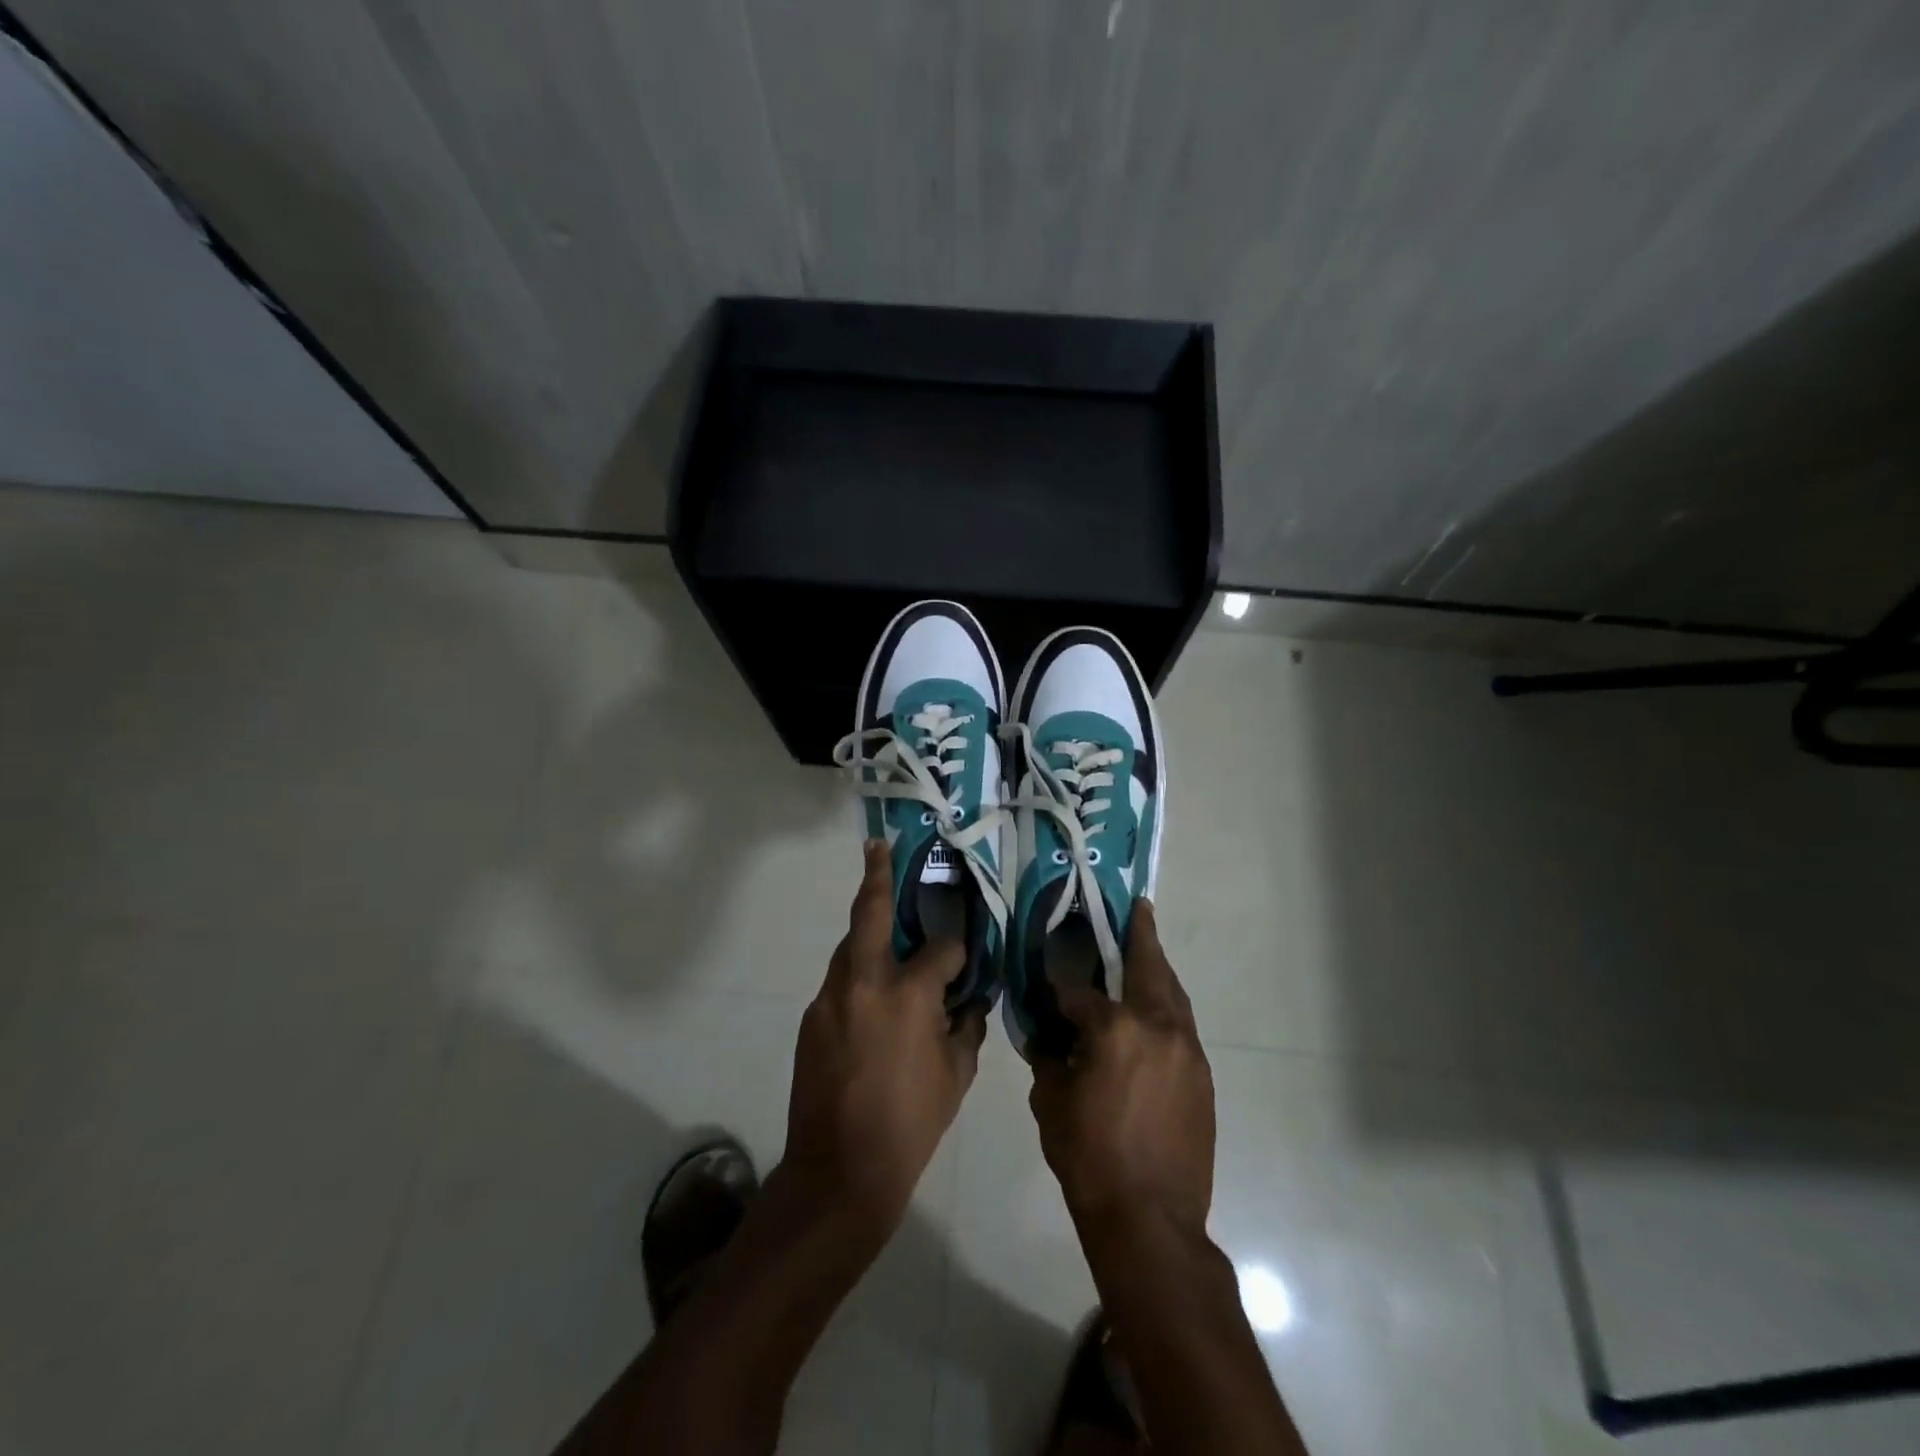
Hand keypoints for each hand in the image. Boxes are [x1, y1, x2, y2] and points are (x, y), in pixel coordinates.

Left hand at [783, 841, 987, 1231]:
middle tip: (878, 847)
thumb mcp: (957, 1075)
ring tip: (886, 926)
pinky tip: (873, 997)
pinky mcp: (811, 1017)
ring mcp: (830, 998)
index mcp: (907, 994)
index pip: (940, 948)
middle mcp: (864, 982)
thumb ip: (966, 1025)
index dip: (957, 948)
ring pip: (850, 947)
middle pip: (870, 914)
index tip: (964, 956)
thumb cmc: (911, 1123)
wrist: (839, 1171)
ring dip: (867, 931)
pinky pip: (840, 982)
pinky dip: (858, 975)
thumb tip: (969, 999)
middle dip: (877, 876)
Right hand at [1029, 901, 1214, 1236]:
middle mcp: (1158, 1027)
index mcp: (1116, 1029)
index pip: (1080, 992)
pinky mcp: (1202, 1076)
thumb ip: (1050, 1056)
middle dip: (1141, 936)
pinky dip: (1167, 1008)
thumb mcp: (1051, 1101)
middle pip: (1149, 968)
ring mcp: (1187, 1050)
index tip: (1050, 986)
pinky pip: (1182, 1026)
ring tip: (1147, 951)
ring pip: (1173, 994)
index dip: (1061, 989)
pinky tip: (1152, 1014)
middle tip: (1138, 908)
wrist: (1150, 1220)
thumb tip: (1049, 1035)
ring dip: (1158, 970)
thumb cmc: (1089, 1158)